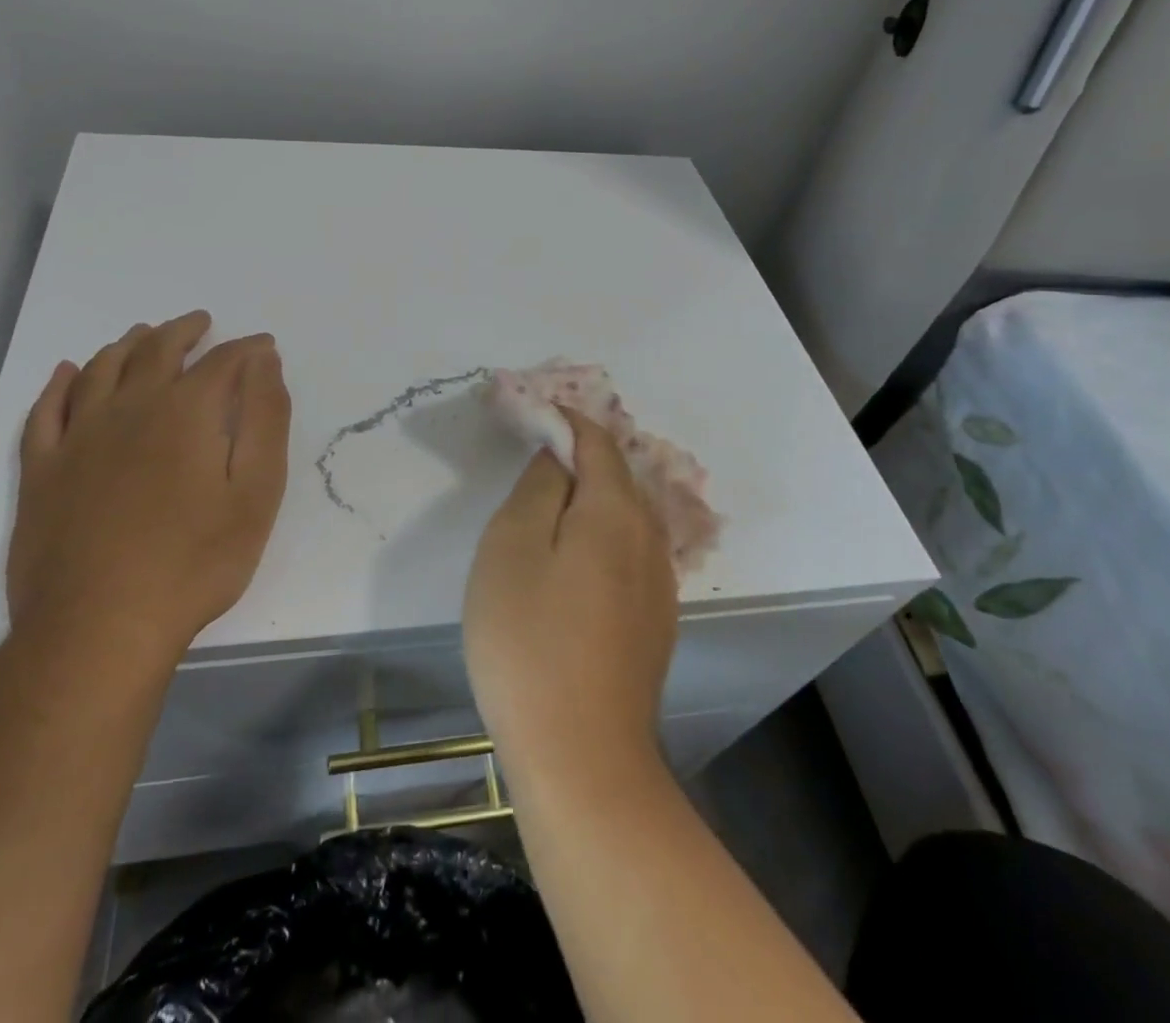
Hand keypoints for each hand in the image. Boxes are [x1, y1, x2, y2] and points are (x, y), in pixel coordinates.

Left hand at [8, 311, 291, 658]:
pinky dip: (59, 384)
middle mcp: (129, 408)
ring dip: (126, 345)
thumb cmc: (195, 561)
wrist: (100, 627)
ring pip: (100, 369)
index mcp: (185, 412)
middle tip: (200, 323)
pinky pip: (45, 410)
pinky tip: (67, 372)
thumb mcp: (257, 492)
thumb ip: (265, 419)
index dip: (246, 349)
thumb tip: (264, 362)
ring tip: (143, 334)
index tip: (263, 346)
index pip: (222, 361)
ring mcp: (78, 437)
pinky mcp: (41, 470)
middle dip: (184, 332)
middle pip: (157, 351)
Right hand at [463, 409, 677, 785]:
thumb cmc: (529, 641)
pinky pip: (630, 553)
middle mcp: (649, 537)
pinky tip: (576, 561)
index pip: (596, 442)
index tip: (534, 413)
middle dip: (580, 455)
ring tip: (551, 502)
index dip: (566, 420)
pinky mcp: (655, 622)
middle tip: (535, 455)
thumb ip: (537, 489)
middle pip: (617, 476)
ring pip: (626, 516)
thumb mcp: (511, 548)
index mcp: (614, 511)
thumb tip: (557, 458)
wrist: (582, 757)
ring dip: (592, 496)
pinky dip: (602, 534)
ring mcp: (658, 584)